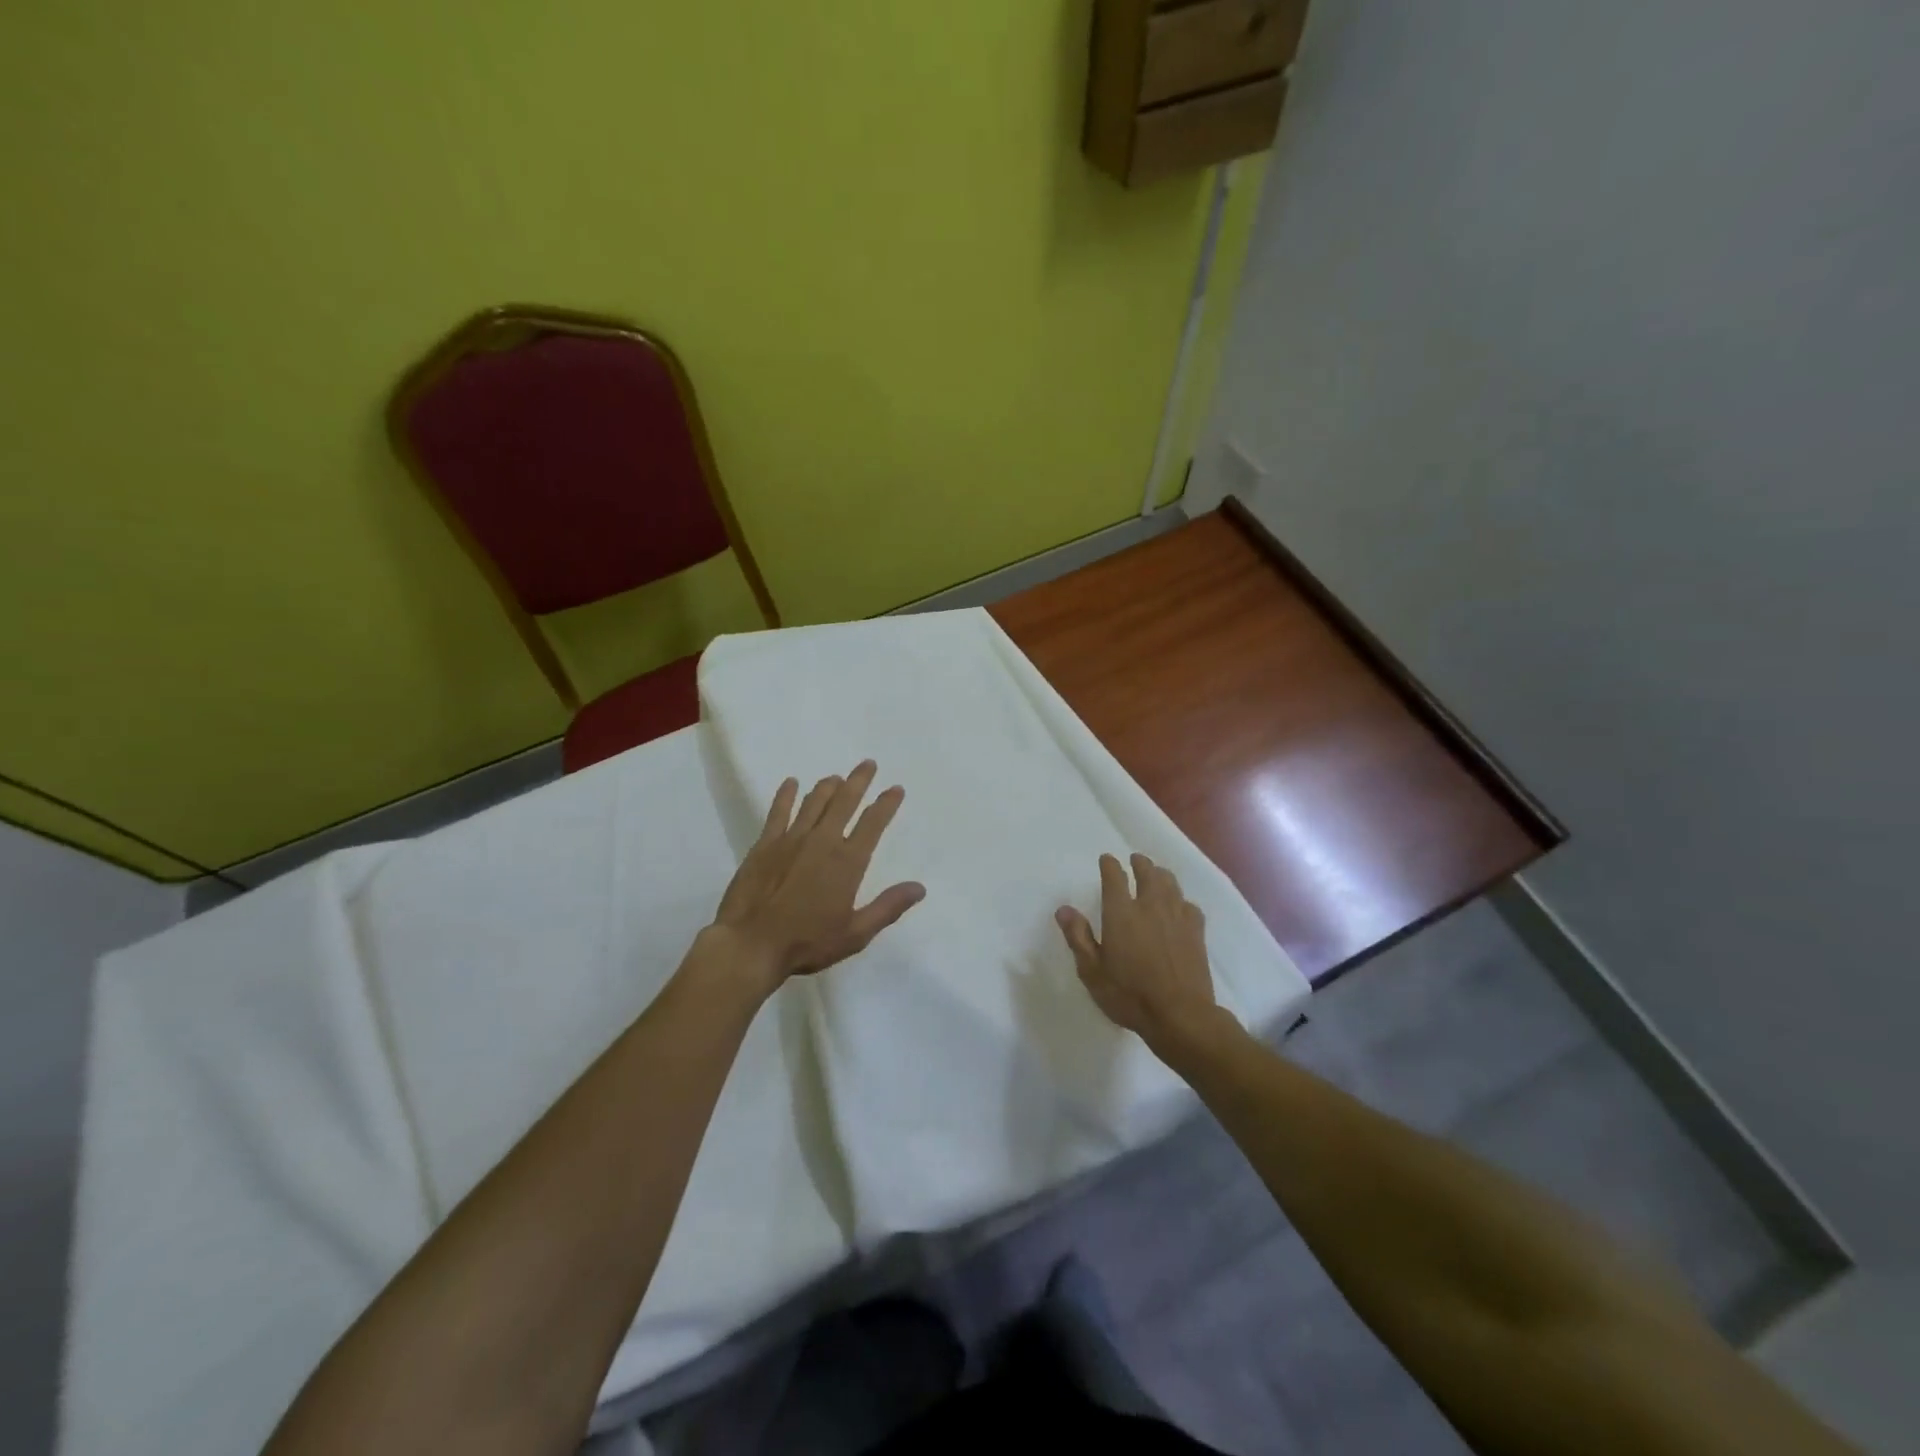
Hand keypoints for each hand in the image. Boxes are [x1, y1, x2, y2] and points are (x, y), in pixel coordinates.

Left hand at [709, 761, 924, 993]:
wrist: (750, 944)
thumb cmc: (806, 942)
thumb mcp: (855, 934)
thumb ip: (887, 908)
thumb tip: (919, 888)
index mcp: (847, 862)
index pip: (873, 823)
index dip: (886, 804)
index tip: (895, 789)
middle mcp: (822, 841)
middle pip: (844, 802)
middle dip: (859, 781)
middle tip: (867, 764)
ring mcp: (791, 839)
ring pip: (814, 802)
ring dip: (827, 786)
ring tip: (836, 777)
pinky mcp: (765, 844)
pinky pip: (778, 811)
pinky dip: (786, 794)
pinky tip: (791, 783)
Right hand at [1056, 853, 1224, 1049]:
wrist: (1180, 1015)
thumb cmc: (1129, 995)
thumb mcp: (1092, 971)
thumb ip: (1078, 937)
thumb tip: (1064, 909)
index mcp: (1121, 913)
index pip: (1114, 877)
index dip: (1110, 865)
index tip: (1107, 860)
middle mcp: (1150, 906)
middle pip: (1147, 873)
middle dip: (1140, 863)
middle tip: (1135, 860)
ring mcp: (1176, 917)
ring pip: (1170, 884)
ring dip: (1161, 875)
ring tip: (1157, 874)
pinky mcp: (1196, 931)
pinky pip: (1189, 905)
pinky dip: (1181, 900)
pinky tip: (1180, 906)